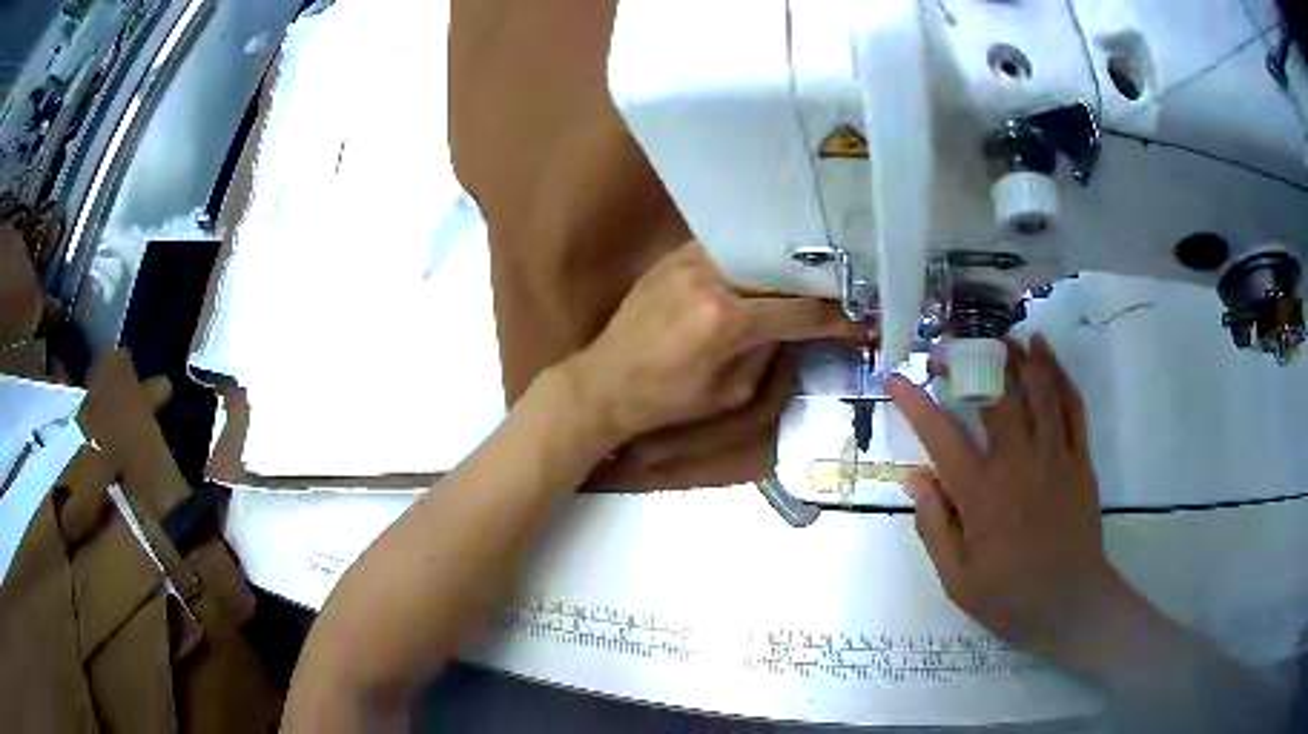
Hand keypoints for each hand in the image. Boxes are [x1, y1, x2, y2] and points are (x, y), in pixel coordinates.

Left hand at [570, 240, 867, 445]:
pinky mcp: (674, 255)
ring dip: (783, 265)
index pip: (799, 312)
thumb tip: (794, 328)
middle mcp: (712, 279)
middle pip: (781, 271)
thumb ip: (768, 354)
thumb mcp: (730, 393)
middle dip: (815, 282)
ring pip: (754, 253)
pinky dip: (749, 259)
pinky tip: (763, 267)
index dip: (836, 319)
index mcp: (727, 321)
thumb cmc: (667, 400)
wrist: (605, 381)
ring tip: (808, 275)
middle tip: (841, 289)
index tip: (861, 321)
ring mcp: (690, 260)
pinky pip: (725, 249)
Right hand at [887, 335, 1139, 666]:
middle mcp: (1020, 464)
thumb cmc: (1010, 598)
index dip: (915, 403)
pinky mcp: (1081, 459)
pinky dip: (1058, 373)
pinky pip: (1072, 405)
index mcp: (983, 496)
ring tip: (996, 337)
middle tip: (948, 348)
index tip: (895, 378)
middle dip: (968, 362)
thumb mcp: (957, 580)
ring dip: (1016, 355)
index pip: (942, 436)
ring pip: (1038, 389)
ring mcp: (1057, 457)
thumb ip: (934, 526)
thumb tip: (916, 475)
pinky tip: (1045, 352)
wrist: (1072, 605)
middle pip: (996, 395)